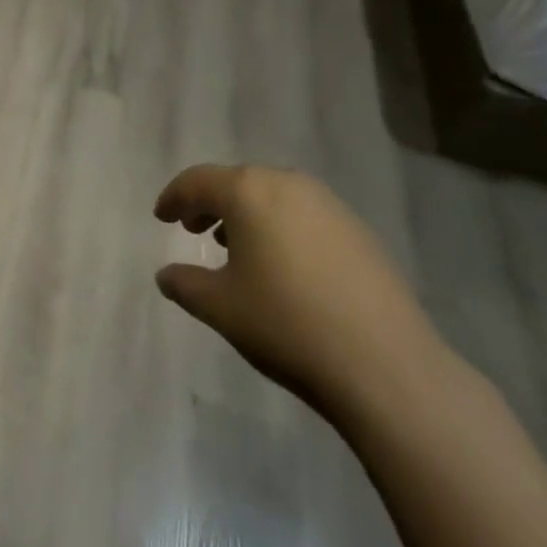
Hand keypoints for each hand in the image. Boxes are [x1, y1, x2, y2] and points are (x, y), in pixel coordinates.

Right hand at [154, 164, 448, 430]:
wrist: (386, 365)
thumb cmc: (287, 325)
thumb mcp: (221, 308)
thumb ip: (185, 284)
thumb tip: (166, 275)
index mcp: (249, 192)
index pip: (198, 181)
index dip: (174, 197)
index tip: (160, 216)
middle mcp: (288, 183)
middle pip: (237, 182)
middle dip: (210, 203)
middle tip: (192, 229)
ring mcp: (328, 204)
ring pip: (273, 196)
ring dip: (246, 214)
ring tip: (234, 248)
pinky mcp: (358, 229)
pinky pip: (304, 214)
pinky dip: (280, 227)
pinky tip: (282, 265)